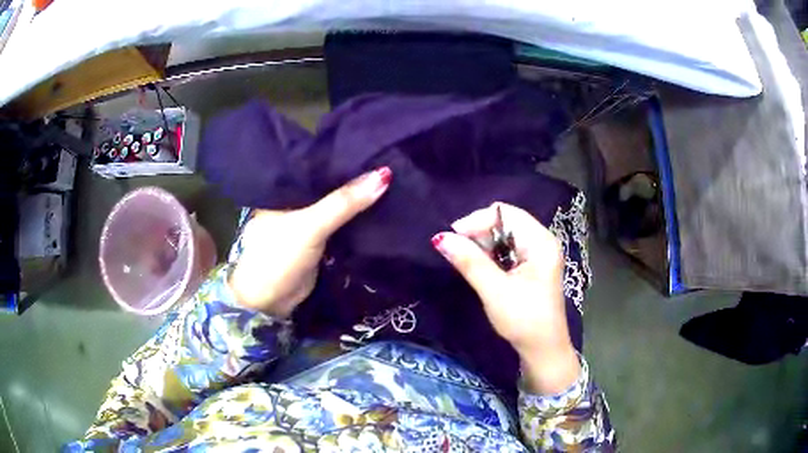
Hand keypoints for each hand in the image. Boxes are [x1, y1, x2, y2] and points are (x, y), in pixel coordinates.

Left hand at [228, 167, 391, 317]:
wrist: (270, 301)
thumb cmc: (279, 256)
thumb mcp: (311, 224)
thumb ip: (344, 202)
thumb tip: (384, 174)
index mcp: (284, 189)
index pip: (316, 163)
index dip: (342, 155)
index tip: (373, 145)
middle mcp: (294, 200)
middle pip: (328, 184)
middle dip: (353, 177)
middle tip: (387, 158)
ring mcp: (305, 221)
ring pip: (335, 204)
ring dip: (356, 197)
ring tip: (389, 177)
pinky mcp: (317, 239)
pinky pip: (339, 222)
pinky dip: (355, 217)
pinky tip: (377, 204)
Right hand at [432, 202, 579, 393]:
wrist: (543, 350)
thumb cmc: (524, 320)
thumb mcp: (495, 291)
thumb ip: (469, 262)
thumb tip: (440, 238)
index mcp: (541, 242)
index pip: (505, 213)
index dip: (477, 221)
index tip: (454, 240)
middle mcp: (541, 242)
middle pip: (505, 222)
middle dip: (479, 233)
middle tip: (459, 254)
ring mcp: (537, 255)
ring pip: (503, 236)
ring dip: (482, 246)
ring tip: (468, 263)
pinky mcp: (531, 267)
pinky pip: (507, 250)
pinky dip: (490, 256)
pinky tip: (481, 269)